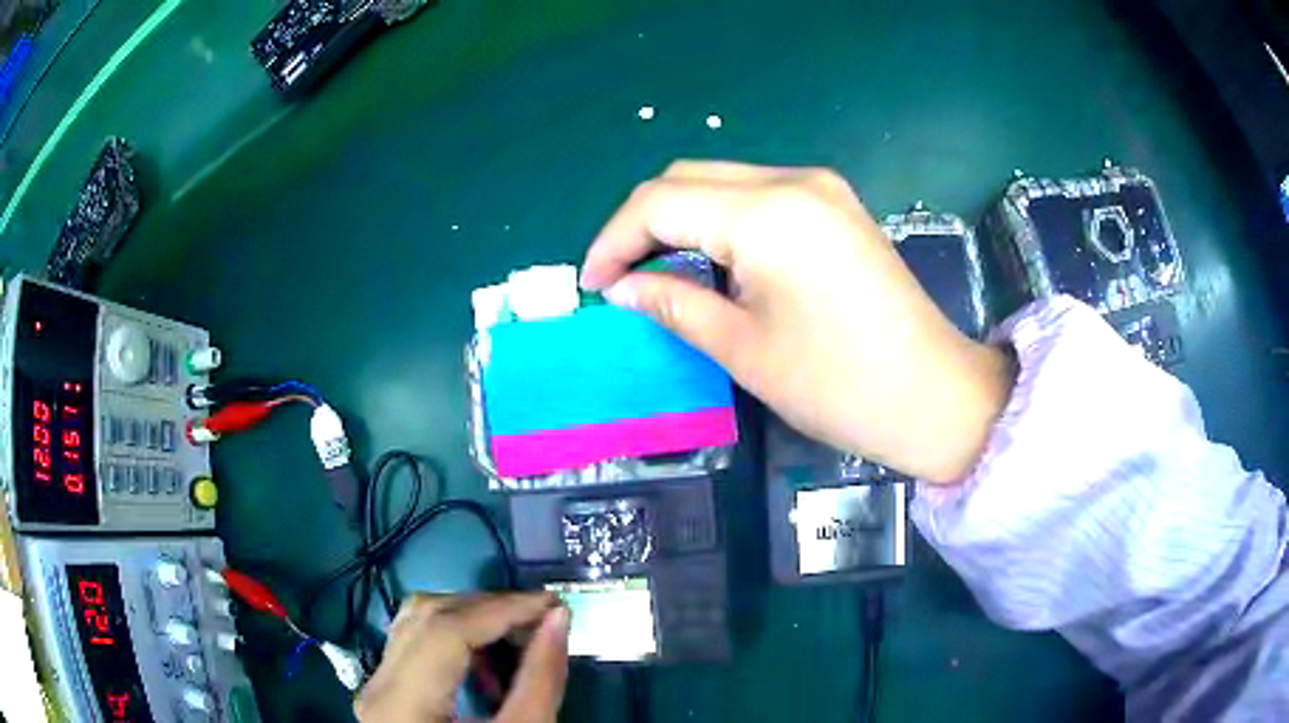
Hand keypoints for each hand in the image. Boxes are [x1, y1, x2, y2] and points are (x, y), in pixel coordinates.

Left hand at [354, 593, 569, 722]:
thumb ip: (539, 680)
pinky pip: (414, 644)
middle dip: (489, 608)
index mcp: (401, 705)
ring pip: (415, 623)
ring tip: (517, 635)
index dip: (502, 610)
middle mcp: (376, 686)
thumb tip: (557, 619)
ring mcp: (375, 687)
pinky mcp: (385, 691)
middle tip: (540, 617)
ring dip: (470, 620)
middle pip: (425, 616)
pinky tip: (486, 663)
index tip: (552, 604)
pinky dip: (454, 640)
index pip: (444, 632)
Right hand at [581, 161, 1014, 483]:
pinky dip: (721, 220)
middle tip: (622, 278)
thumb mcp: (743, 348)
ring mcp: (821, 188)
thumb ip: (673, 303)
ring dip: (681, 219)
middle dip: (643, 224)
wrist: (933, 395)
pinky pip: (758, 195)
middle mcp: (792, 181)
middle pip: (688, 178)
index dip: (614, 240)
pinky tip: (715, 261)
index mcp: (766, 213)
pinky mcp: (837, 205)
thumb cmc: (838, 385)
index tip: (594, 285)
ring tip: (660, 272)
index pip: (659, 202)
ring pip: (722, 182)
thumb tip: (621, 288)